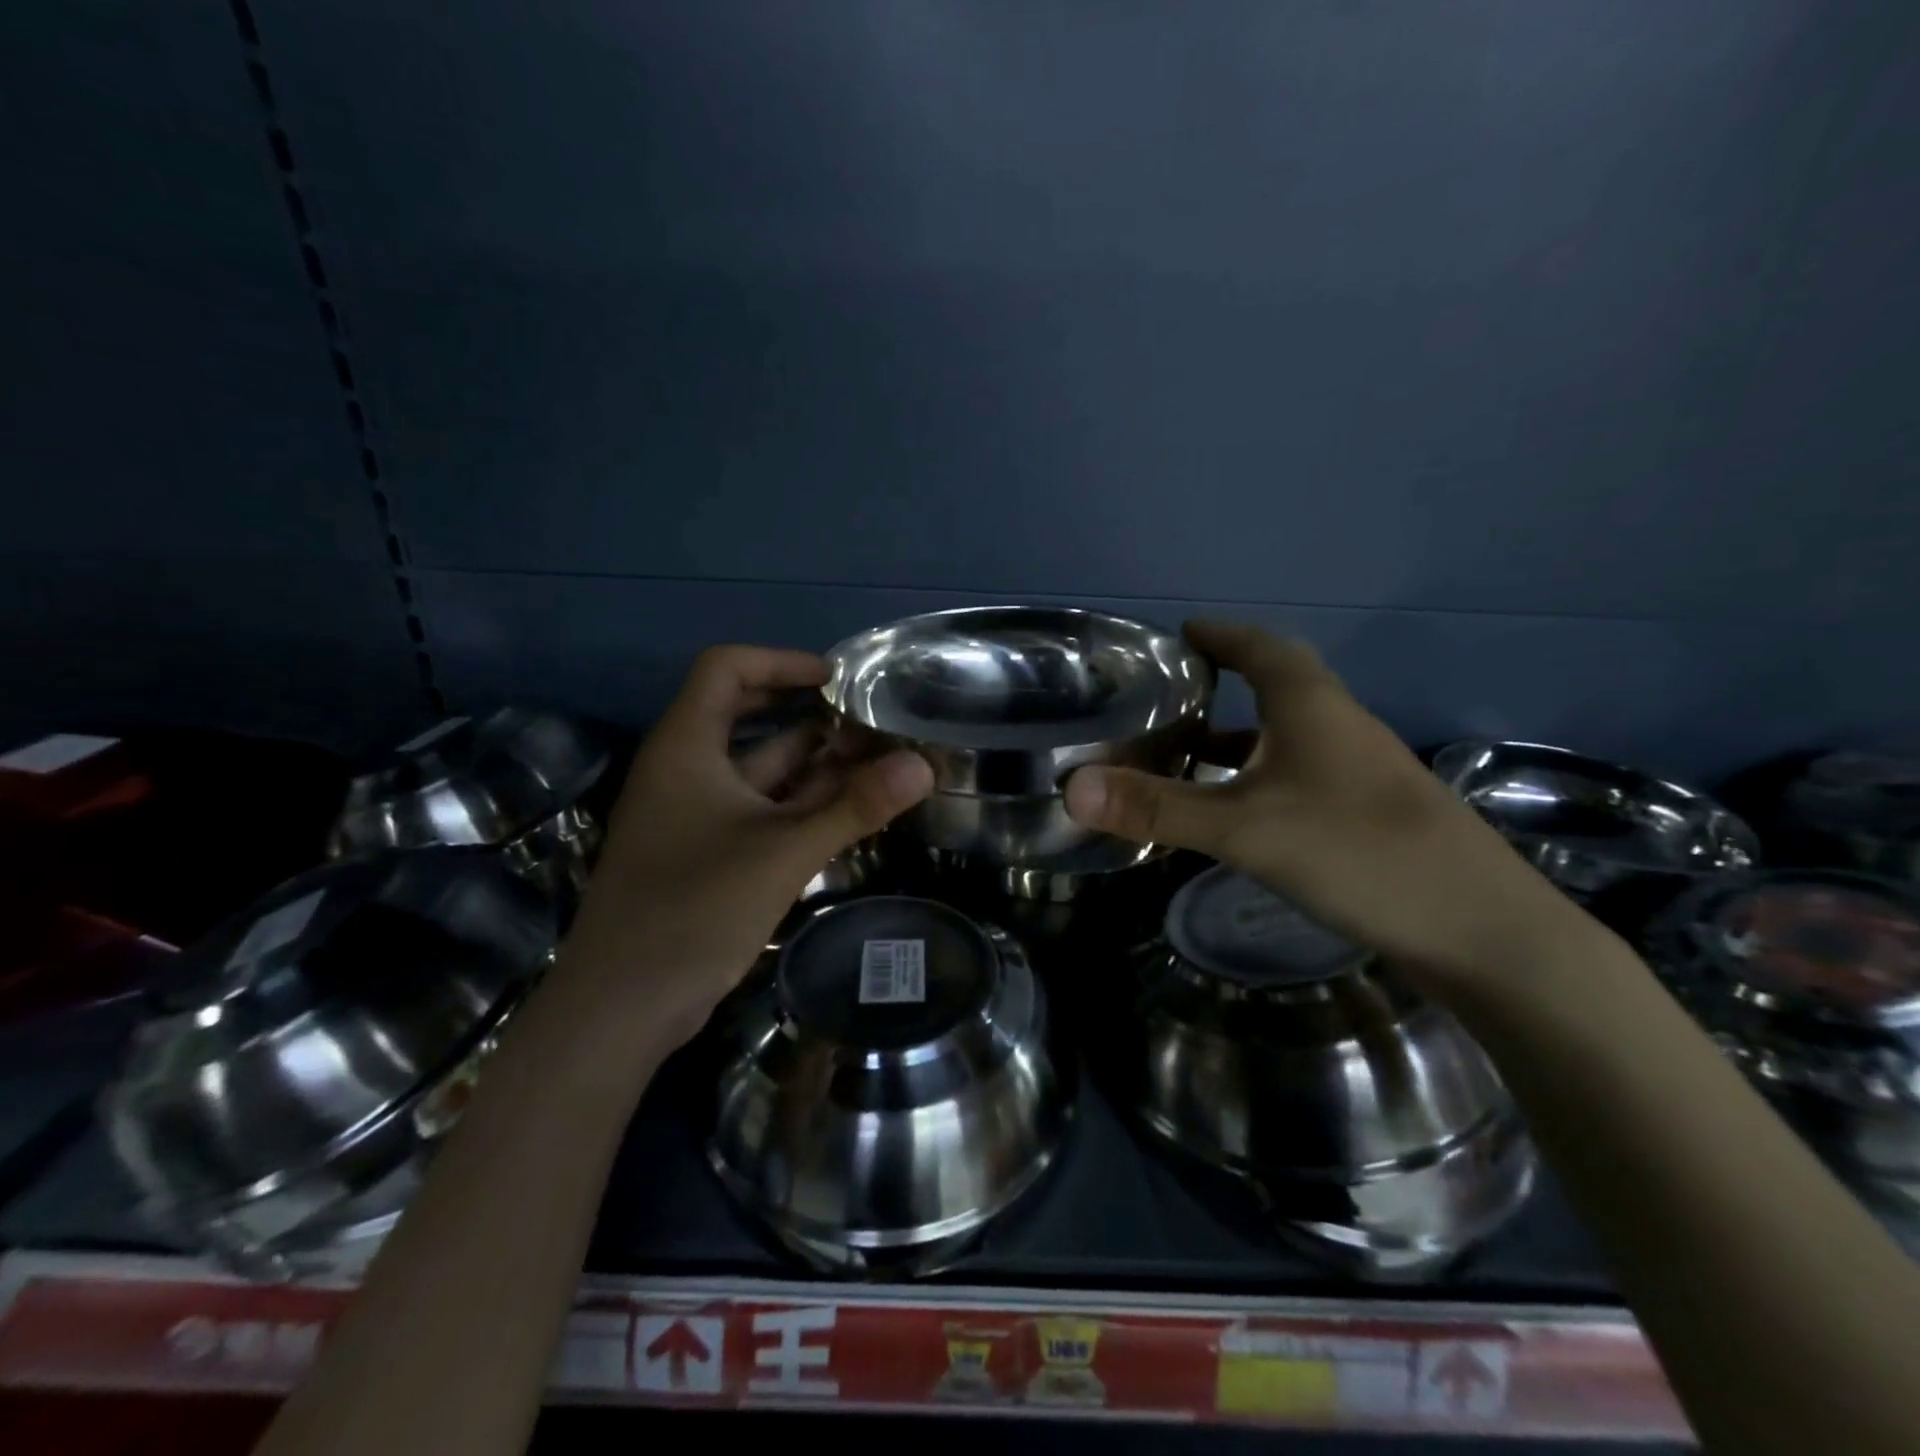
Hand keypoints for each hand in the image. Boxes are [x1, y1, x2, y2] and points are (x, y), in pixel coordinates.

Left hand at [556, 646, 933, 1048]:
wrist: (624, 1004)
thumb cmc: (695, 909)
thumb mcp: (784, 851)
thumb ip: (855, 806)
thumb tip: (923, 766)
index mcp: (686, 746)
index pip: (726, 669)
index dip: (780, 661)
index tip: (835, 679)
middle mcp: (686, 769)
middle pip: (748, 717)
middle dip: (810, 715)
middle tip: (868, 720)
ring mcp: (695, 813)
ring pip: (760, 770)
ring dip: (813, 763)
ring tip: (875, 760)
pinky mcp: (706, 852)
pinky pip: (760, 810)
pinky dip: (801, 804)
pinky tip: (848, 809)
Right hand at [1063, 620, 1566, 976]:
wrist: (1484, 932)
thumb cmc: (1358, 852)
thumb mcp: (1244, 829)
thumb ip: (1157, 808)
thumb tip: (1070, 787)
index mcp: (1311, 706)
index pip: (1259, 647)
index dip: (1219, 636)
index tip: (1180, 634)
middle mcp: (1339, 728)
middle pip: (1277, 687)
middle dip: (1224, 684)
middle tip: (1170, 696)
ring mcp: (1360, 774)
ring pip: (1288, 737)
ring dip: (1241, 738)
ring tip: (1187, 754)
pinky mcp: (1369, 816)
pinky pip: (1300, 777)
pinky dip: (1261, 780)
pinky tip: (1240, 814)